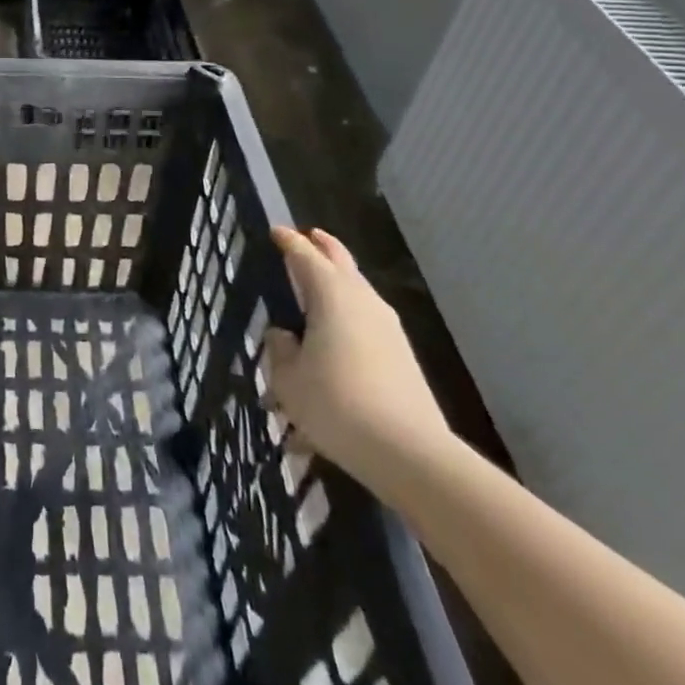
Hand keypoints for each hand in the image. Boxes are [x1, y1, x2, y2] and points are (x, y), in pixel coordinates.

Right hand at [262, 227, 452, 490]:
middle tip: (307, 238)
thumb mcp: (288, 379)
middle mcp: (362, 300)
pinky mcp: (402, 355)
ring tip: (317, 290)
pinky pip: (367, 322)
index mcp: (330, 294)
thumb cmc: (336, 403)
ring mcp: (388, 327)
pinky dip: (348, 318)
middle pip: (341, 262)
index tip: (276, 231)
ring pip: (357, 291)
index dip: (288, 242)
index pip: (304, 255)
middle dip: (322, 248)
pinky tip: (335, 339)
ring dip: (338, 285)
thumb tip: (283, 335)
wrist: (408, 452)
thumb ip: (280, 349)